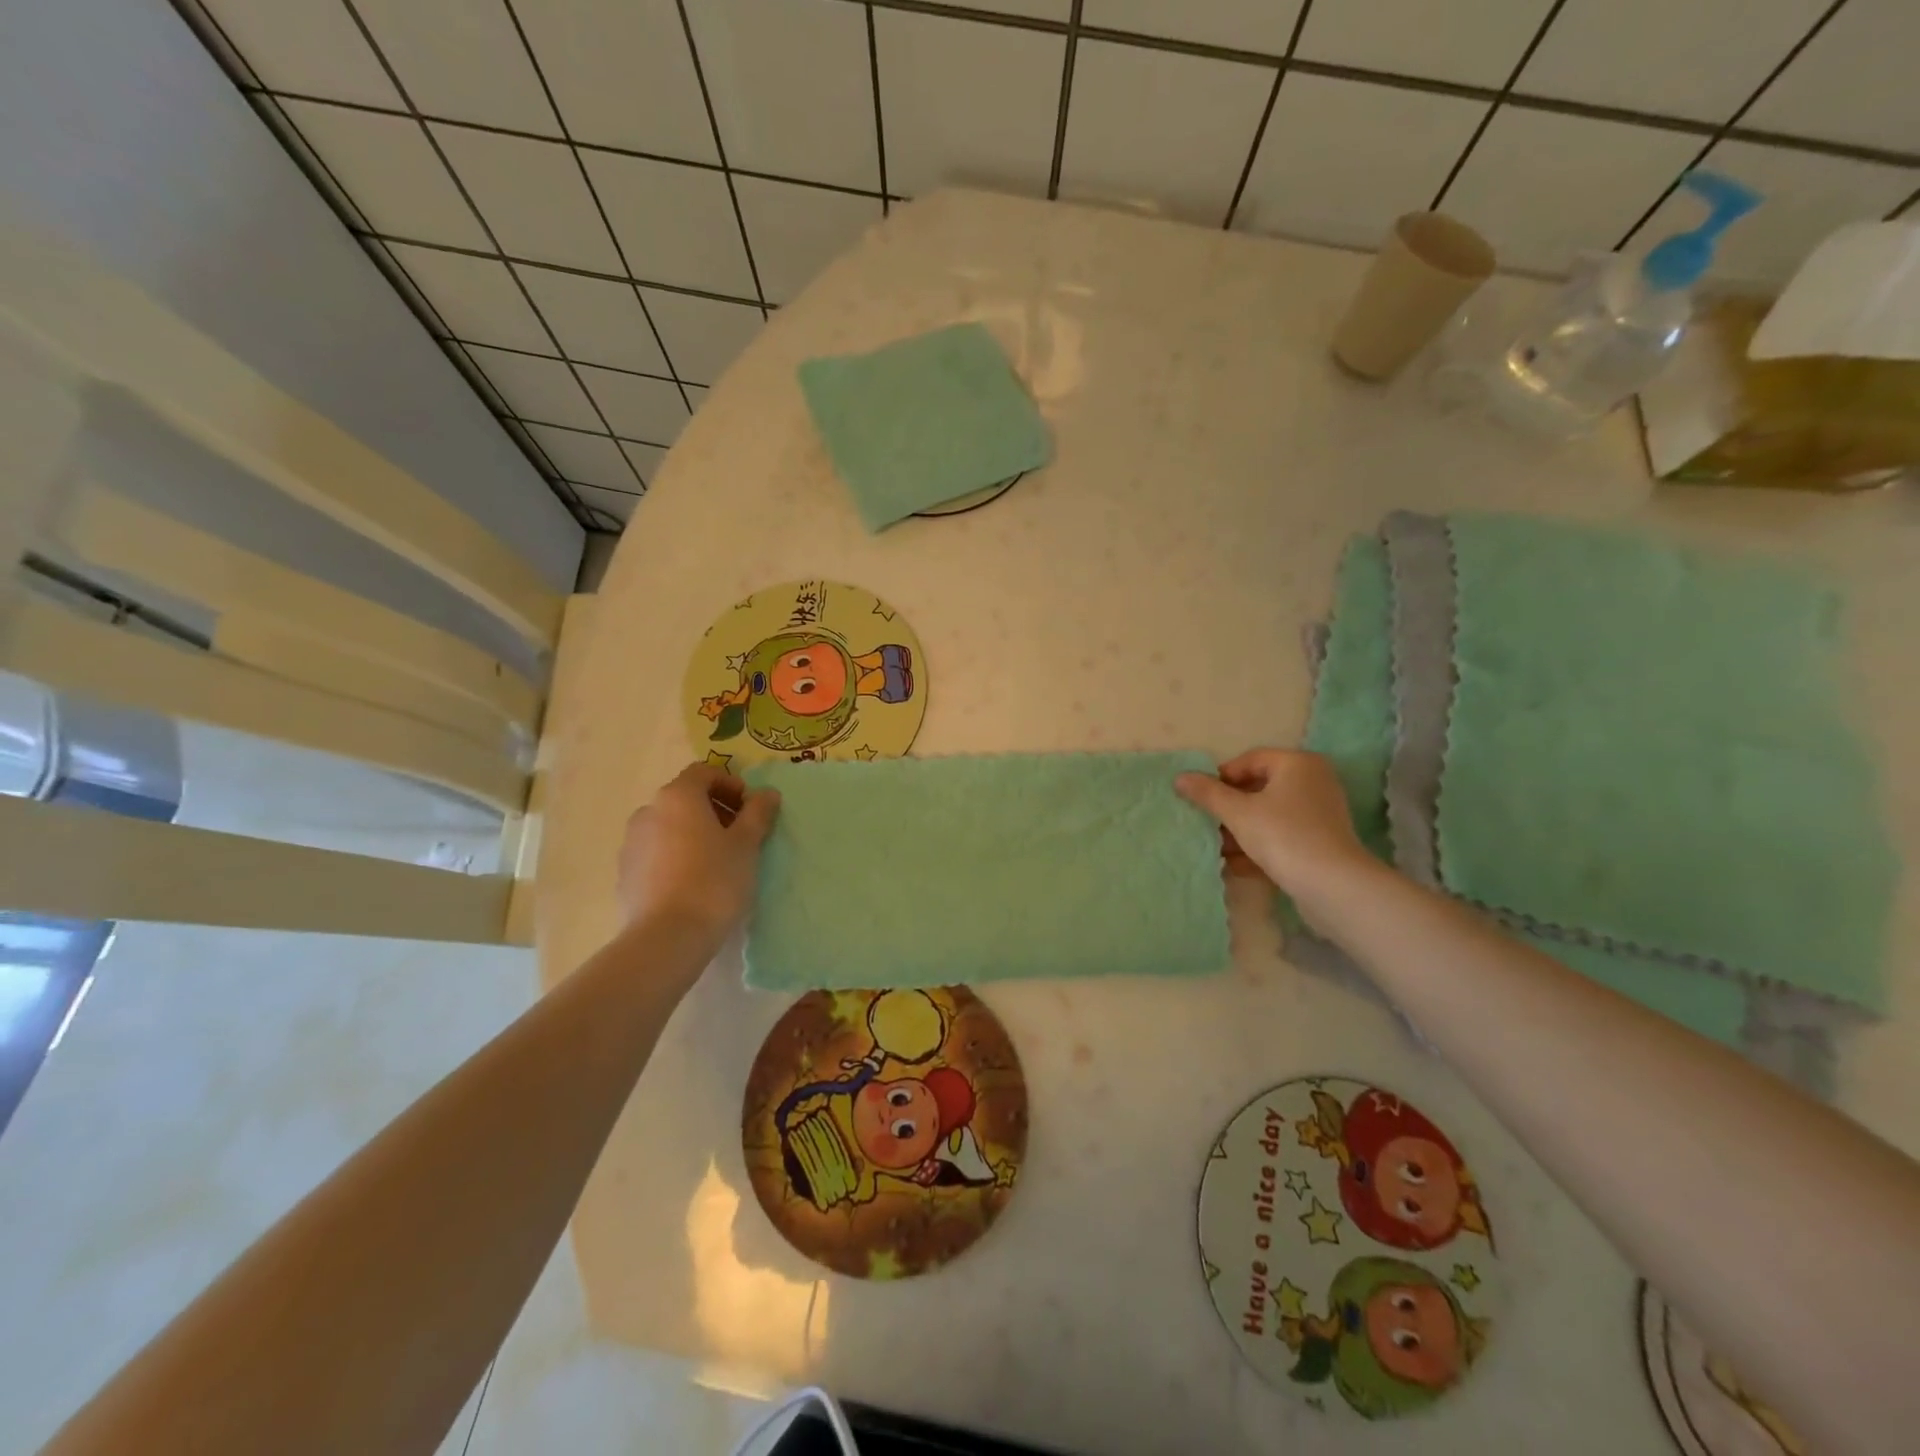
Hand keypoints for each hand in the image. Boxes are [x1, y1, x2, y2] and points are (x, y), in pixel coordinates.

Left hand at [616, 763, 779, 943]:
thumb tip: (766, 793)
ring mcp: (632, 842)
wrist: (667, 936)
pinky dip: (676, 855)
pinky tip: (693, 882)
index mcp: (678, 796)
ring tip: (717, 861)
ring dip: (694, 833)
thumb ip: (758, 813)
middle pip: (686, 798)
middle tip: (739, 835)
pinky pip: (656, 852)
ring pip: (669, 825)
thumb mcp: (747, 844)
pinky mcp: (625, 872)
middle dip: (714, 809)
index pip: (704, 772)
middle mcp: (649, 810)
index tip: (749, 809)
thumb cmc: (714, 880)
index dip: (731, 784)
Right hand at [1175, 749, 1370, 895]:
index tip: (1200, 798)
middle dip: (1230, 808)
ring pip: (1269, 815)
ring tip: (1216, 848)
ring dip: (1241, 831)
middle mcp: (1313, 782)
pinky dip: (1260, 846)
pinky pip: (1282, 835)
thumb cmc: (1283, 836)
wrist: (1333, 886)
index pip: (1250, 760)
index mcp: (1298, 764)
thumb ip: (1208, 794)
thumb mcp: (1238, 813)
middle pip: (1259, 788)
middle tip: (1206, 823)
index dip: (1221, 778)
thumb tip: (1180, 777)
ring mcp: (1320, 813)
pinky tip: (1235, 865)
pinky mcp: (1321, 842)